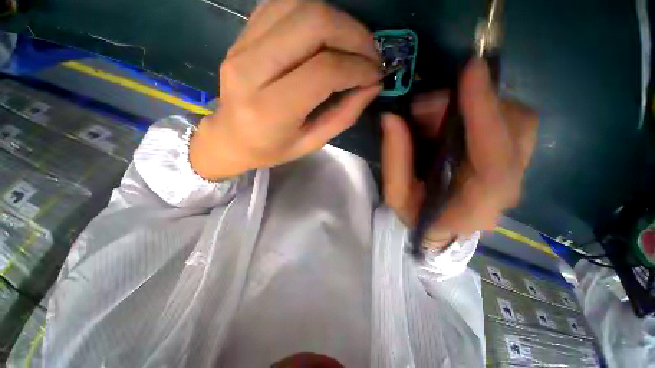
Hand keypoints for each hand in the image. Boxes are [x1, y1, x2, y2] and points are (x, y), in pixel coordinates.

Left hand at [190, 0, 381, 179]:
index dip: (357, 67)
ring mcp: (242, 46)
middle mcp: (251, 70)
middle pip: (312, 23)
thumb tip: (372, 85)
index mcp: (270, 110)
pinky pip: (283, 5)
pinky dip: (313, 13)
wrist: (230, 138)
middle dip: (353, 33)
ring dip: (337, 20)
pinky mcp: (241, 35)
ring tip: (353, 45)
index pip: (323, 71)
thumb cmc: (271, 149)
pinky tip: (326, 36)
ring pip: (299, 5)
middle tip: (371, 54)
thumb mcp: (311, 143)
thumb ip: (343, 115)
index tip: (376, 74)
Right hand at [381, 59, 537, 249]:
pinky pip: (512, 122)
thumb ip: (395, 159)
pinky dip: (485, 109)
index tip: (470, 71)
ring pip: (518, 121)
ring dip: (479, 104)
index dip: (485, 113)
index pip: (495, 159)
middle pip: (515, 130)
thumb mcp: (396, 195)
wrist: (440, 229)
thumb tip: (391, 118)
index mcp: (478, 206)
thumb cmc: (417, 216)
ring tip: (437, 112)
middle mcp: (509, 188)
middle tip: (426, 106)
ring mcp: (517, 172)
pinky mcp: (513, 159)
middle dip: (473, 104)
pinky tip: (454, 117)